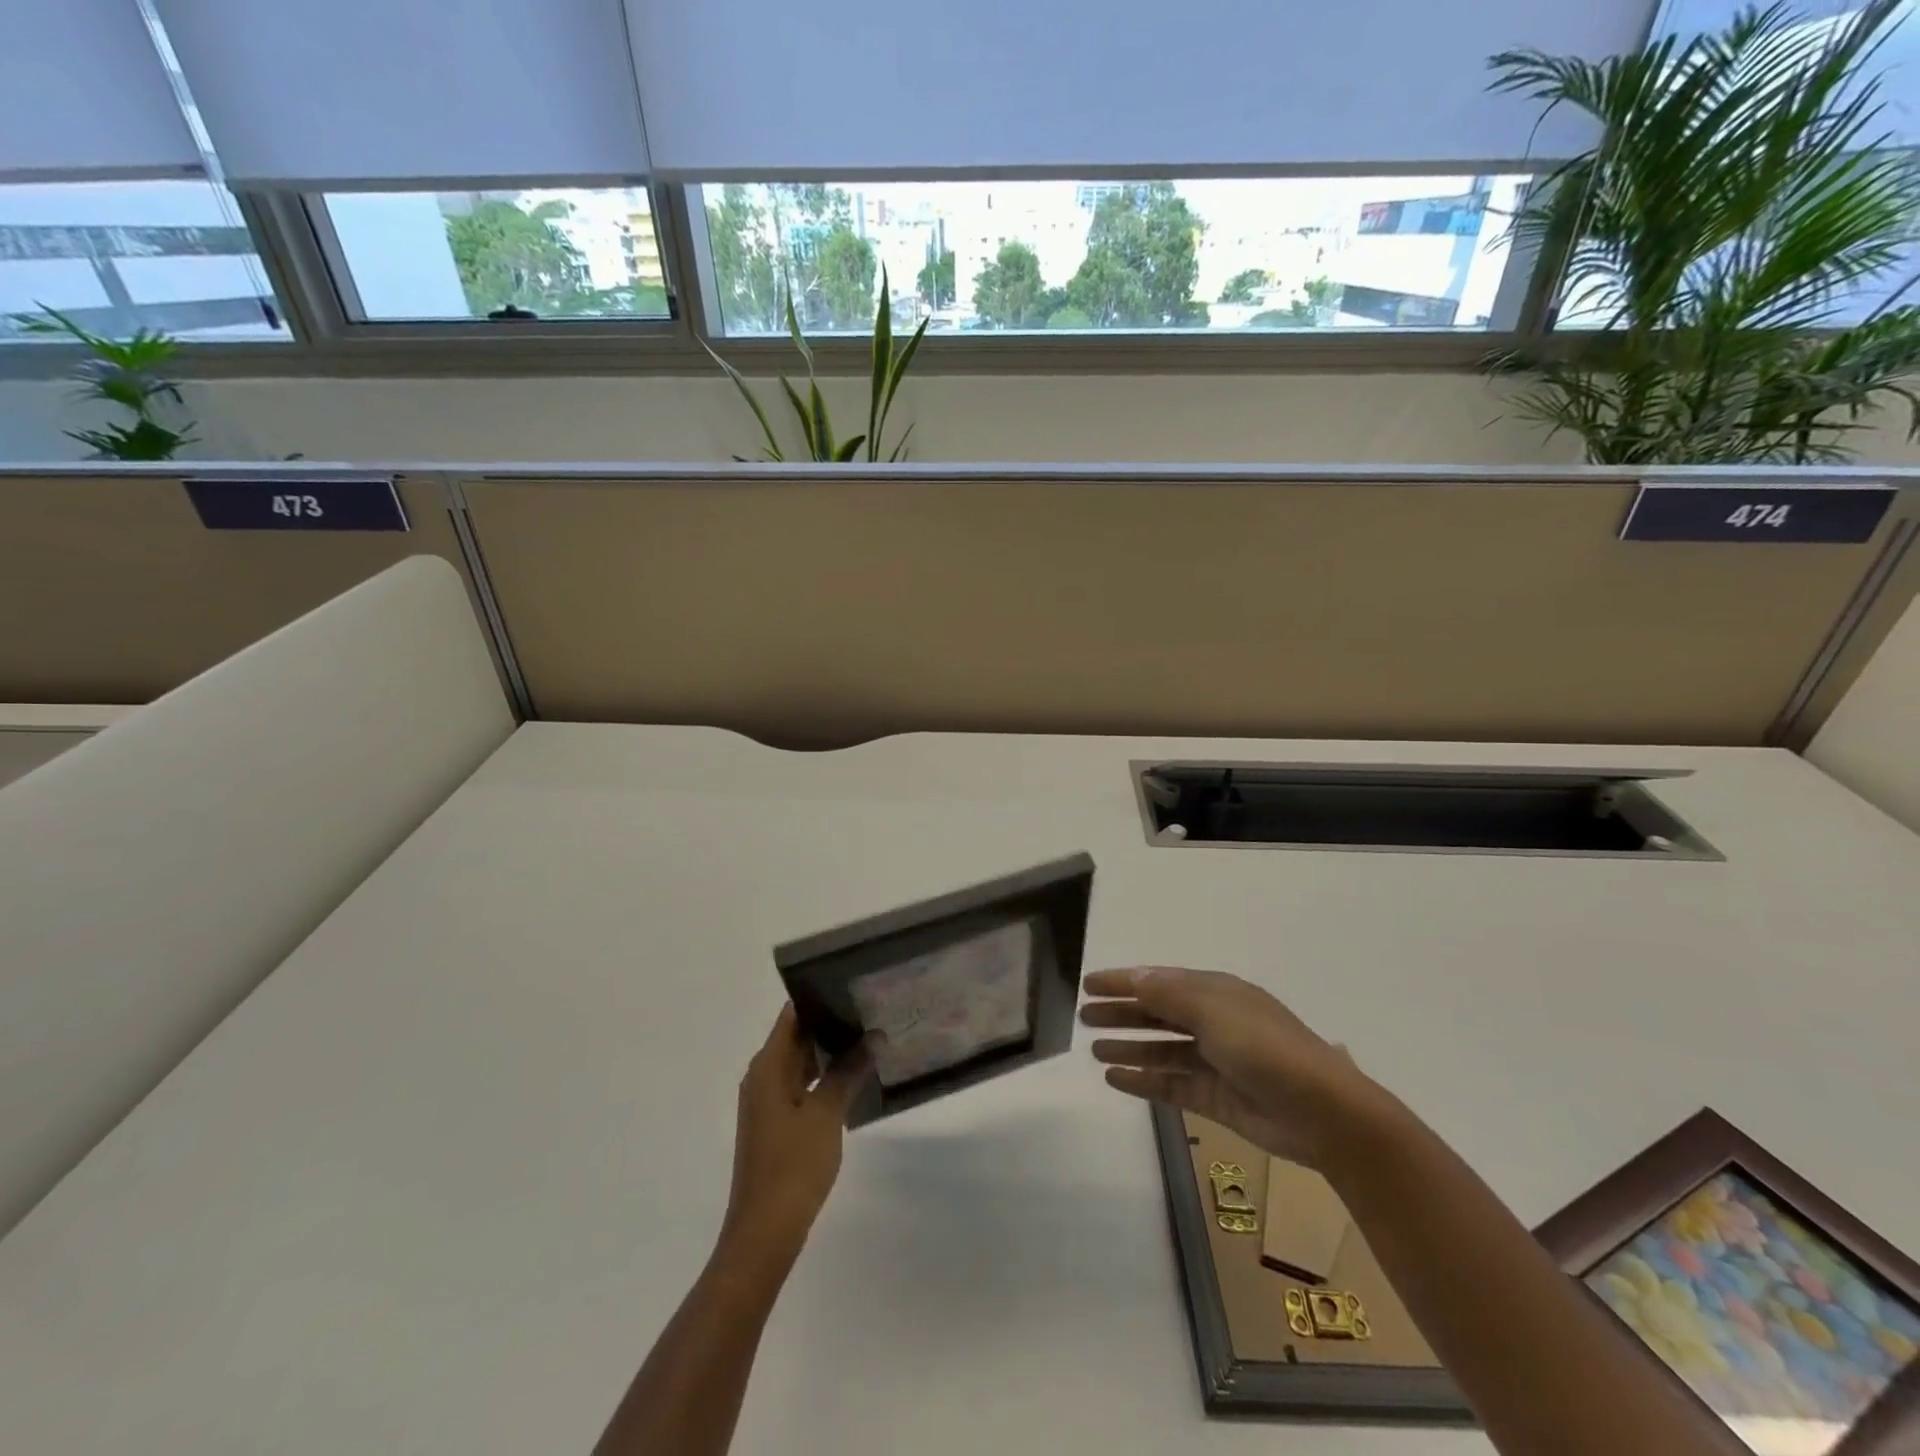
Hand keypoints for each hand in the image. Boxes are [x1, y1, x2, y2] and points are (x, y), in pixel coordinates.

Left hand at [720, 1005, 870, 1268]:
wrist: (764, 1233)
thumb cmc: (792, 1166)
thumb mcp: (826, 1114)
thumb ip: (848, 1072)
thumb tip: (872, 1037)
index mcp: (768, 1066)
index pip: (792, 1015)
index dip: (818, 997)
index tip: (852, 986)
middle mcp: (763, 1076)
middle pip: (796, 1036)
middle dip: (829, 1023)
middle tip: (870, 1009)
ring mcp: (768, 1102)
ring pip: (800, 1062)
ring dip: (829, 1051)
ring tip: (868, 1037)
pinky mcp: (776, 1123)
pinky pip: (801, 1085)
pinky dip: (823, 1077)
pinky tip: (853, 1077)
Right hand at [1081, 966, 1375, 1170]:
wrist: (1323, 1113)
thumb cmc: (1266, 1049)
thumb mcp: (1215, 1011)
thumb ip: (1170, 996)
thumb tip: (1135, 977)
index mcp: (1216, 993)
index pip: (1160, 982)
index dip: (1124, 981)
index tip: (1089, 983)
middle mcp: (1213, 1023)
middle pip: (1157, 1014)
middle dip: (1122, 1013)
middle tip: (1084, 1016)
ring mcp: (1214, 1062)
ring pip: (1161, 1049)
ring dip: (1128, 1046)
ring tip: (1093, 1050)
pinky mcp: (1215, 1098)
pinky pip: (1170, 1084)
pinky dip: (1143, 1080)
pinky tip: (1116, 1079)